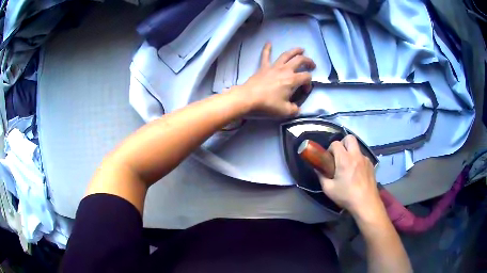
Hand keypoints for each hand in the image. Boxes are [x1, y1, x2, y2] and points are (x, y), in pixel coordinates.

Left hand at [236, 43, 315, 115]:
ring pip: (286, 55)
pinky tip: (269, 42)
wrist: (247, 99)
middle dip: (308, 61)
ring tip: (301, 49)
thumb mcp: (285, 112)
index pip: (306, 77)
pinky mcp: (263, 67)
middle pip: (300, 60)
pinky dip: (267, 48)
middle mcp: (285, 70)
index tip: (304, 91)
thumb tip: (297, 108)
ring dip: (295, 51)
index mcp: (292, 80)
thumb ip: (295, 109)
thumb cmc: (267, 105)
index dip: (309, 84)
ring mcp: (273, 67)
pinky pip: (265, 56)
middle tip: (312, 64)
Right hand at [317, 135, 383, 218]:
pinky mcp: (371, 165)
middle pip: (349, 138)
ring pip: (357, 148)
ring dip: (351, 152)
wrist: (366, 203)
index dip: (330, 149)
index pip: (336, 143)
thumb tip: (317, 169)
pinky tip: (356, 173)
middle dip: (343, 143)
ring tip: (348, 167)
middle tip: (339, 156)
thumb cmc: (346, 196)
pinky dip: (357, 161)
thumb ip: (321, 177)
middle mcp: (356, 155)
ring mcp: (365, 159)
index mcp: (344, 159)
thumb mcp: (329, 189)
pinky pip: (362, 157)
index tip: (329, 159)